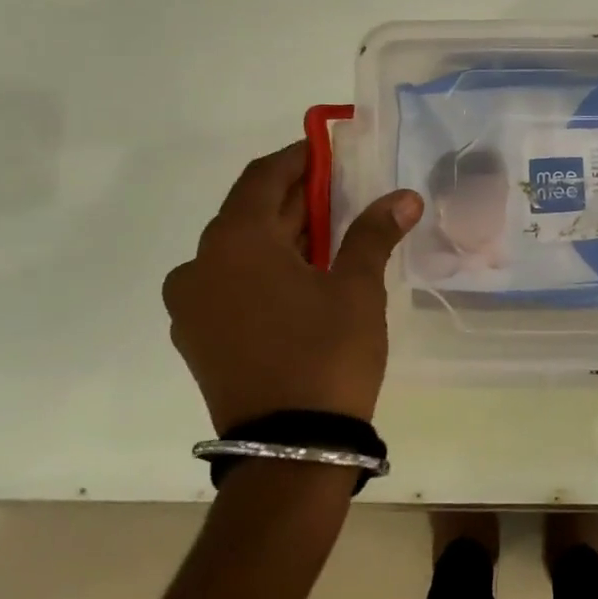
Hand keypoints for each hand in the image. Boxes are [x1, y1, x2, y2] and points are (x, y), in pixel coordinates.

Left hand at [163, 142, 422, 431]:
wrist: (291, 450)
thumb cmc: (326, 353)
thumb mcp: (357, 288)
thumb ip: (374, 234)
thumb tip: (405, 197)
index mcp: (234, 242)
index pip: (263, 177)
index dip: (298, 158)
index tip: (327, 149)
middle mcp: (200, 266)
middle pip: (250, 213)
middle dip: (295, 198)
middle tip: (338, 191)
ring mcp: (192, 306)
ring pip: (238, 250)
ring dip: (280, 235)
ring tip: (328, 234)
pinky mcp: (197, 338)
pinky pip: (229, 283)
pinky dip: (262, 269)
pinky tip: (301, 277)